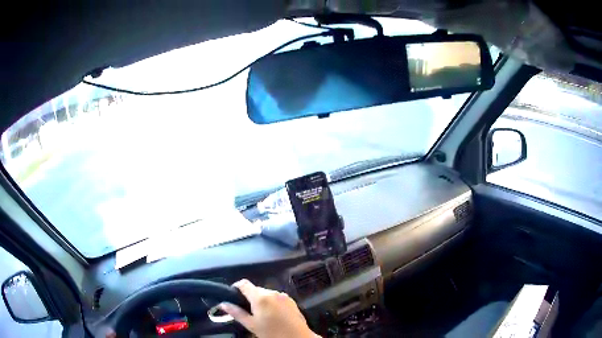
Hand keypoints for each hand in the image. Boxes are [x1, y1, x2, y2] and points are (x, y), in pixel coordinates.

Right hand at [220, 279, 318, 337]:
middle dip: (249, 297)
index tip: (232, 295)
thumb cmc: (272, 333)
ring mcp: (284, 296)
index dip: (236, 287)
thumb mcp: (251, 325)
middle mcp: (272, 292)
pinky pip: (276, 298)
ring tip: (260, 315)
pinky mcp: (291, 301)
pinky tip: (272, 315)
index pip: (244, 283)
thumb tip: (223, 304)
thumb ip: (236, 313)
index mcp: (260, 297)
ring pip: (266, 293)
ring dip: (261, 300)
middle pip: (255, 289)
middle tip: (246, 310)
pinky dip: (271, 303)